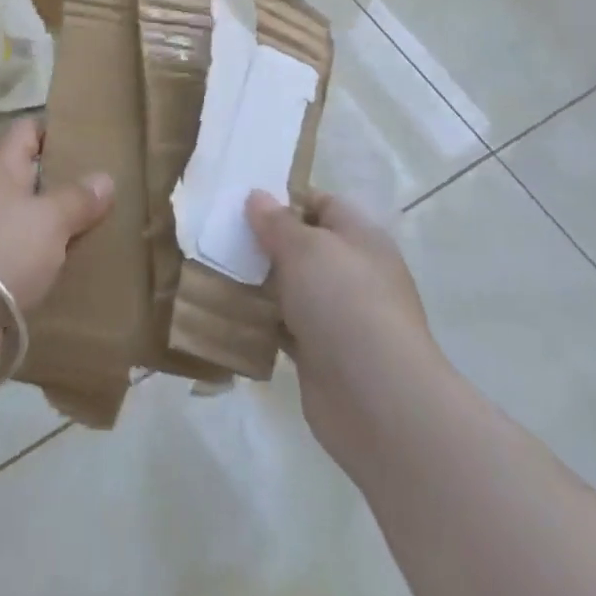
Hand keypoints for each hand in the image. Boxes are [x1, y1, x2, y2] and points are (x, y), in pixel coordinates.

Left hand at [0, 119, 113, 391]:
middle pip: (28, 178)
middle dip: (62, 184)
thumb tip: (104, 178)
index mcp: (2, 170)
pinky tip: (68, 276)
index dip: (54, 128)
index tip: (88, 137)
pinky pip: (17, 261)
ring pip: (24, 222)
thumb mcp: (49, 220)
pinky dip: (40, 266)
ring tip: (96, 235)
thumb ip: (77, 199)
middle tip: (105, 192)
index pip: (27, 130)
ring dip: (53, 229)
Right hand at [247, 189, 442, 474]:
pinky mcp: (322, 355)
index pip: (322, 205)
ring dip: (260, 283)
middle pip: (304, 247)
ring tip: (217, 270)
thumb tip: (258, 196)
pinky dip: (263, 321)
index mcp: (361, 238)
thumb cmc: (345, 302)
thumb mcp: (305, 248)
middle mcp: (354, 273)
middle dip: (266, 242)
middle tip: (222, 237)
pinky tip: (231, 313)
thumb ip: (277, 221)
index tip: (245, 203)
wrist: (378, 399)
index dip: (286, 200)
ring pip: (292, 288)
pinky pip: (285, 327)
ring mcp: (340, 317)